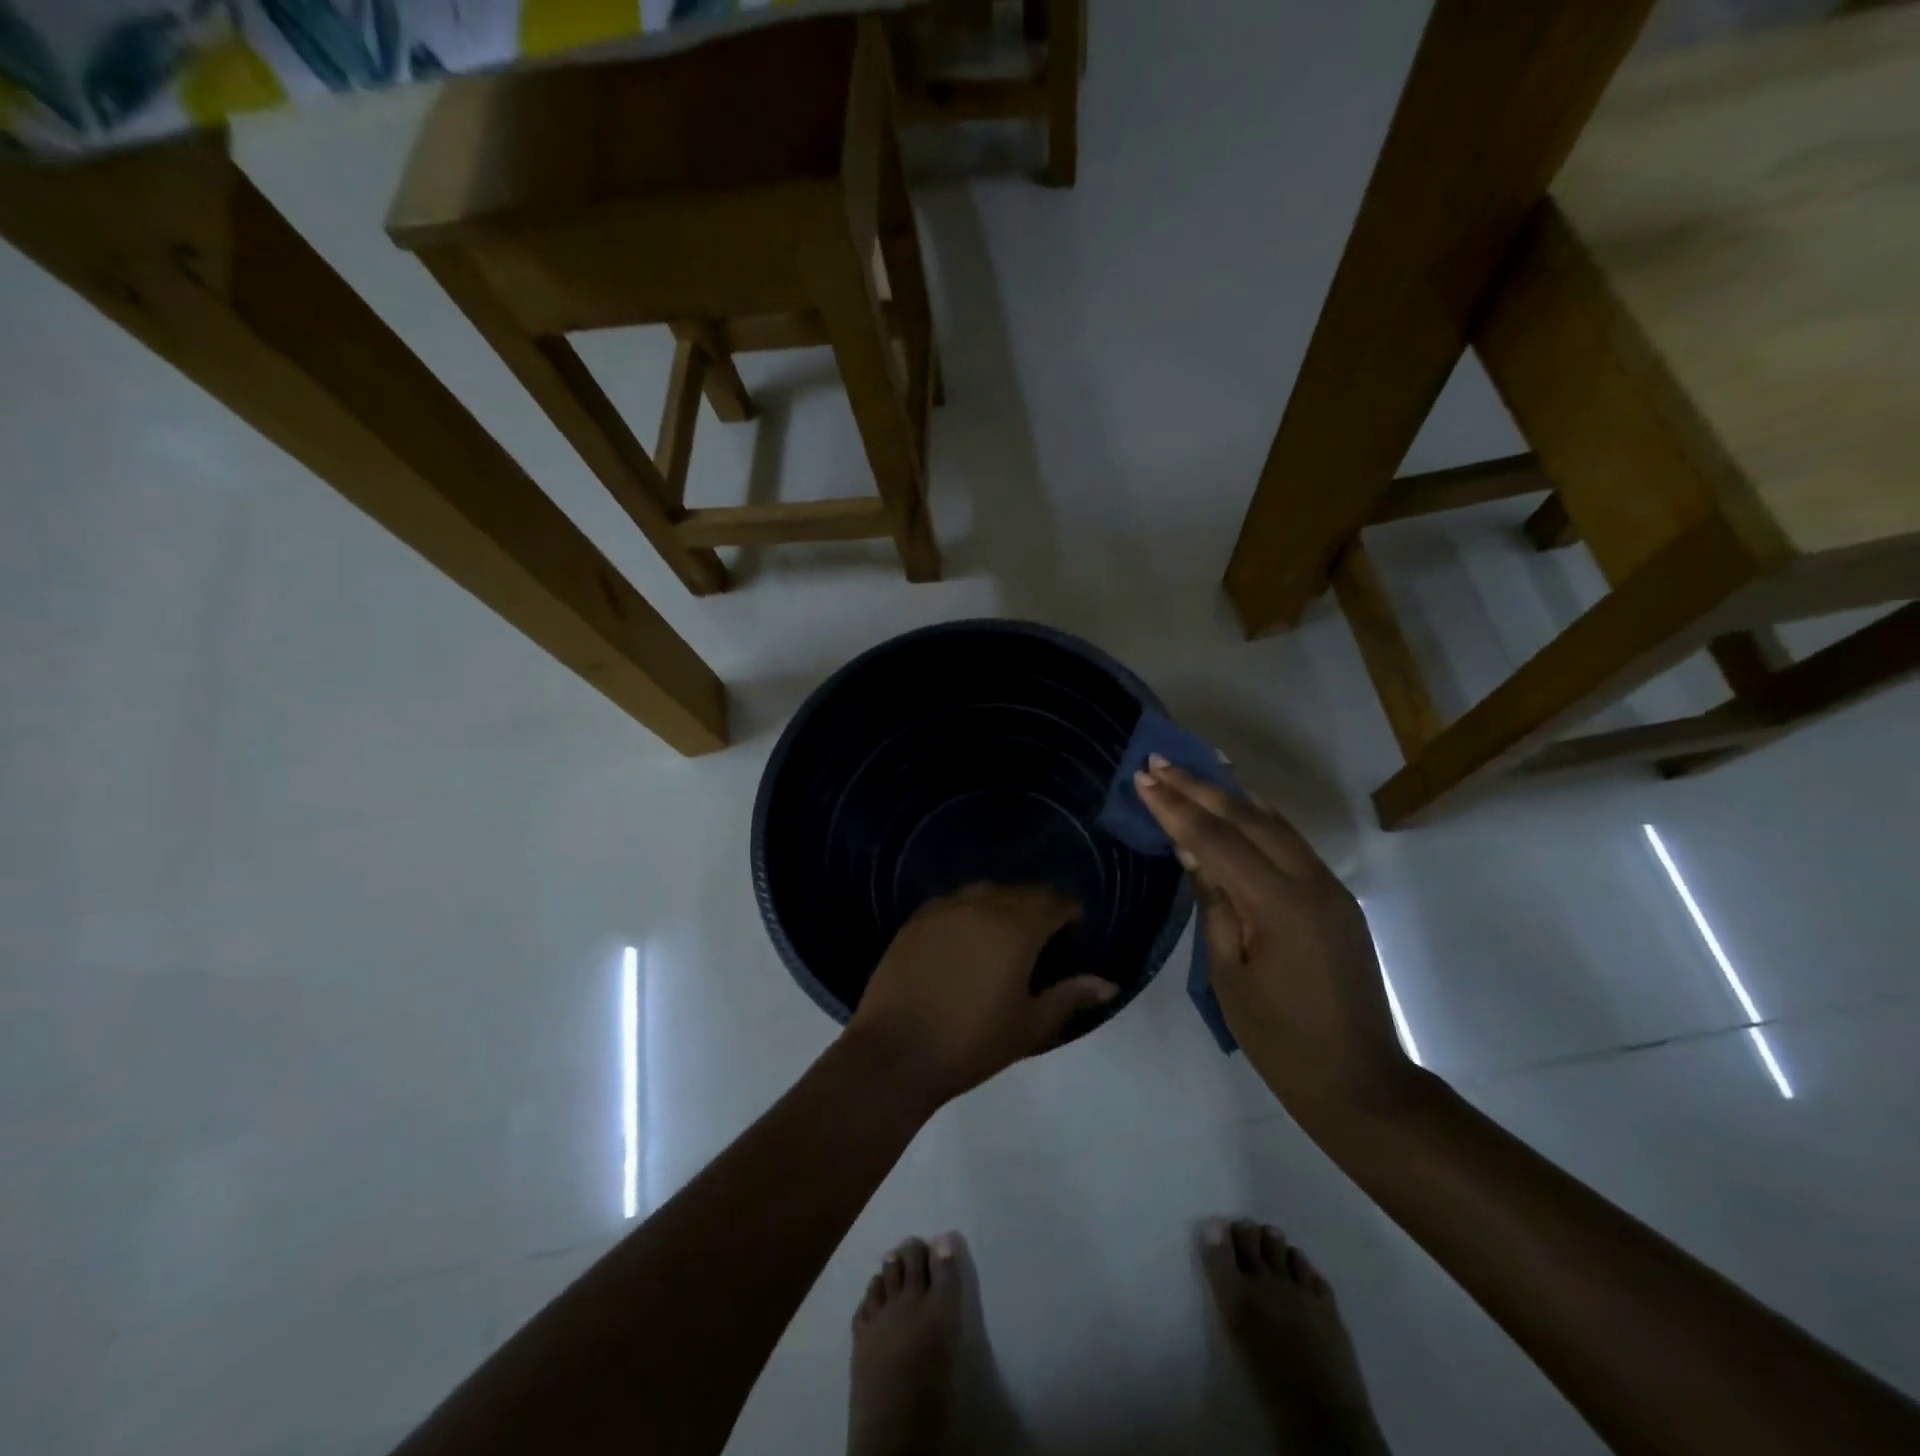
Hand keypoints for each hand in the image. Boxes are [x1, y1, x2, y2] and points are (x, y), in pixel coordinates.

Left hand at [846, 883, 1118, 1107]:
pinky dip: (969, 910)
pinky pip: (953, 902)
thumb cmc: (971, 1044)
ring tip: (1006, 933)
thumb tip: (1108, 984)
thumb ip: (1069, 997)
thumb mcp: (1029, 1026)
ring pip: (985, 891)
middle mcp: (981, 906)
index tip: (1075, 928)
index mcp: (1016, 928)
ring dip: (1003, 904)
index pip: (1053, 902)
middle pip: (1020, 892)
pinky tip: (967, 935)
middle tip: (1044, 935)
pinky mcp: (916, 919)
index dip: (1070, 911)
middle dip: (1038, 906)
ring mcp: (944, 909)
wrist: (896, 1053)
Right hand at [1135, 760, 1420, 1122]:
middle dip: (1200, 787)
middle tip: (1161, 761)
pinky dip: (1261, 817)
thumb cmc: (1278, 1037)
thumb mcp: (1228, 972)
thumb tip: (1194, 851)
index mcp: (1279, 905)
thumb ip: (1214, 903)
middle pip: (1248, 818)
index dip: (1176, 807)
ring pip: (1276, 822)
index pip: (1216, 840)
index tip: (1144, 778)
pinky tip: (1242, 803)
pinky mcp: (1336, 898)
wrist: (1358, 1081)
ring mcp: (1330, 887)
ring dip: (1232, 793)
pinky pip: (1293, 843)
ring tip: (1197, 766)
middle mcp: (1311, 882)